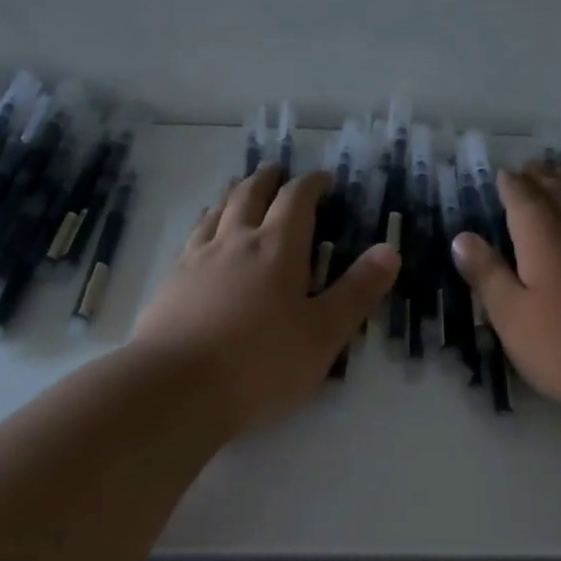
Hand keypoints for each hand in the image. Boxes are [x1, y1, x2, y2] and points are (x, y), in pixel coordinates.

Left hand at [131, 165, 398, 435]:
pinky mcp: (171, 282)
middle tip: (278, 171)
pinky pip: (192, 237)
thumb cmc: (260, 363)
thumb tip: (389, 250)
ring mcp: (197, 259)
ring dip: (233, 194)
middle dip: (268, 179)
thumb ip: (357, 291)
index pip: (296, 199)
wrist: (174, 389)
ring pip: (217, 211)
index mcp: (277, 248)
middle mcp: (236, 241)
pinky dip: (206, 223)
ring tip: (239, 191)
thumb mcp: (323, 333)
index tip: (323, 180)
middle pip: (250, 194)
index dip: (312, 184)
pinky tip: (203, 236)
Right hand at [451, 162, 560, 428]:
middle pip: (558, 195)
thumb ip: (488, 276)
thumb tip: (463, 237)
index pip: (523, 201)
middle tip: (530, 164)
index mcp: (545, 240)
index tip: (502, 172)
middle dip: (541, 179)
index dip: (511, 186)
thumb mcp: (513, 317)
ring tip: (556, 180)